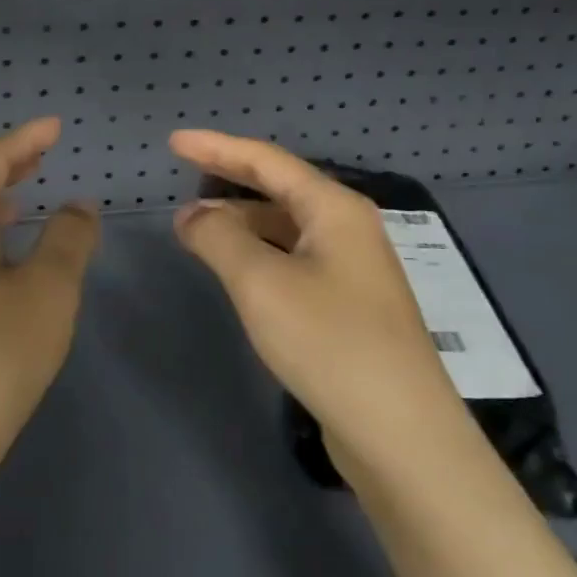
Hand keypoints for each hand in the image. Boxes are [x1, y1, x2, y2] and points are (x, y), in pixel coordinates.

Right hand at [168, 129, 464, 471]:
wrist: (402, 435)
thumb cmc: (329, 342)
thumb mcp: (261, 282)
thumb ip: (219, 238)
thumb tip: (192, 215)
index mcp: (334, 208)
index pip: (266, 160)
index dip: (217, 147)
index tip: (174, 141)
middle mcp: (348, 228)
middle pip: (280, 188)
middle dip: (230, 180)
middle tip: (184, 177)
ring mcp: (353, 269)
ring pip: (287, 227)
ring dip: (242, 221)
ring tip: (198, 227)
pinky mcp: (349, 305)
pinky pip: (294, 259)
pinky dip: (259, 252)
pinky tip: (236, 268)